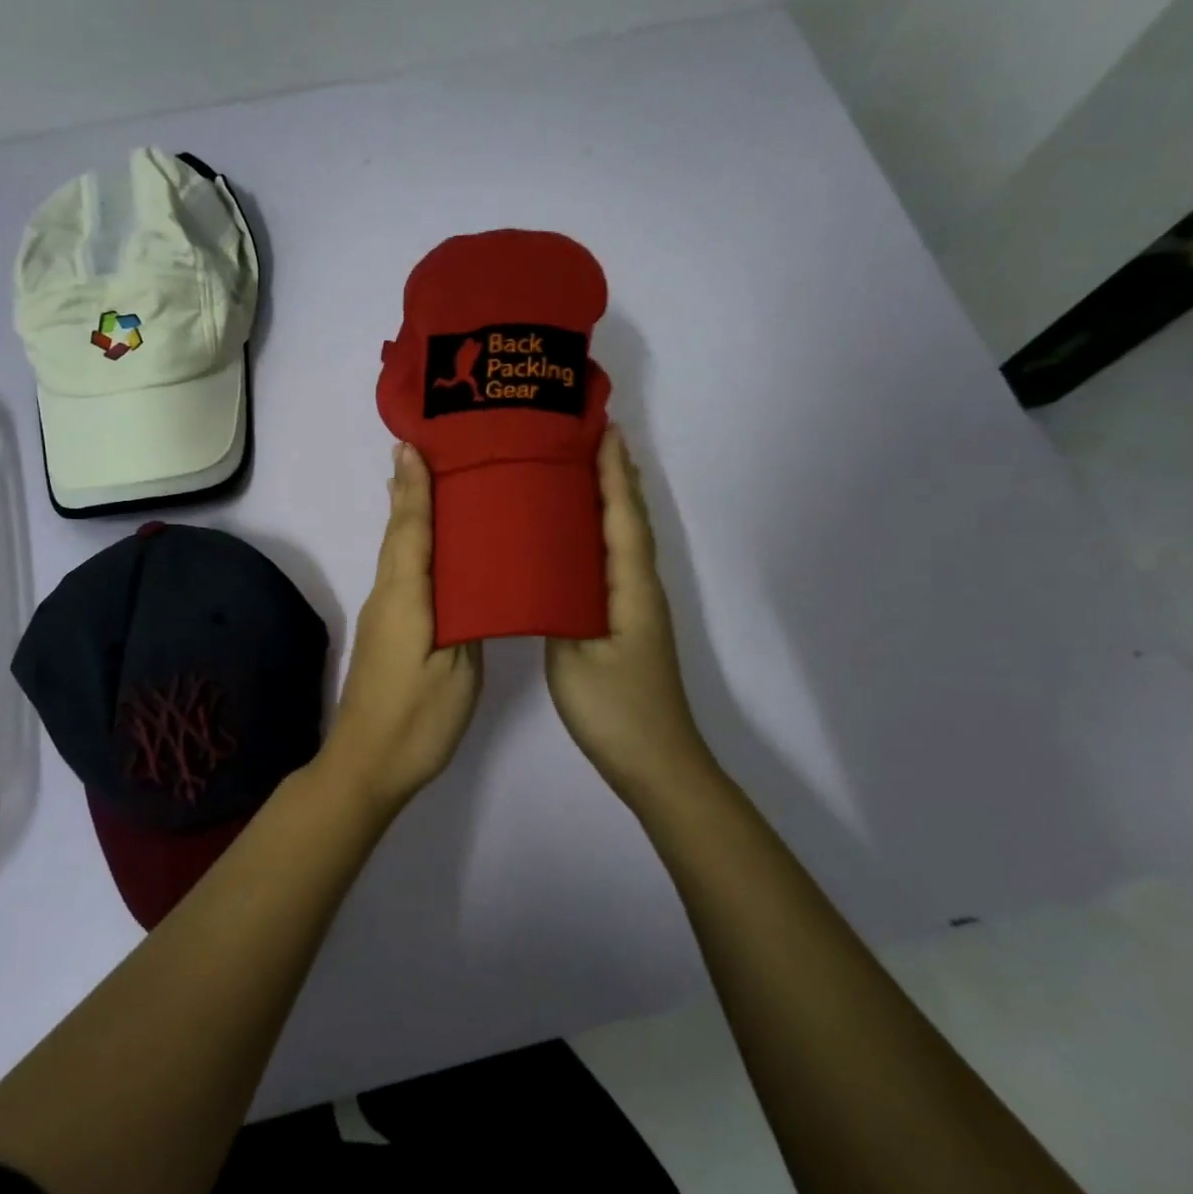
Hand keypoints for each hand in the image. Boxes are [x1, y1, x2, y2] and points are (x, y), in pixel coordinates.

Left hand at [326, 442, 483, 807]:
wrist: (365, 765)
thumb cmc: (417, 720)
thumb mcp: (458, 672)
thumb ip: (467, 620)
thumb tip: (472, 582)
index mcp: (406, 598)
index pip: (411, 530)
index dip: (414, 488)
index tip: (412, 445)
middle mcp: (387, 596)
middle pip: (398, 534)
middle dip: (408, 491)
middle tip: (421, 449)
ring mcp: (383, 614)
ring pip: (397, 553)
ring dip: (408, 515)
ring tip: (426, 482)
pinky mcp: (387, 631)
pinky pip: (401, 573)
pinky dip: (412, 546)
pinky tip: (428, 546)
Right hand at [545, 428, 711, 802]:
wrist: (655, 762)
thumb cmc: (614, 708)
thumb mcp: (573, 656)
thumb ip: (555, 608)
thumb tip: (538, 572)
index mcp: (630, 588)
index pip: (622, 517)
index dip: (613, 473)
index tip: (601, 430)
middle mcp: (639, 588)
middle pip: (631, 520)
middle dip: (616, 477)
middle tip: (590, 438)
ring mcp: (636, 608)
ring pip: (624, 541)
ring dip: (611, 502)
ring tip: (583, 472)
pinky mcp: (626, 625)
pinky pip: (614, 564)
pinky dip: (602, 536)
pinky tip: (579, 539)